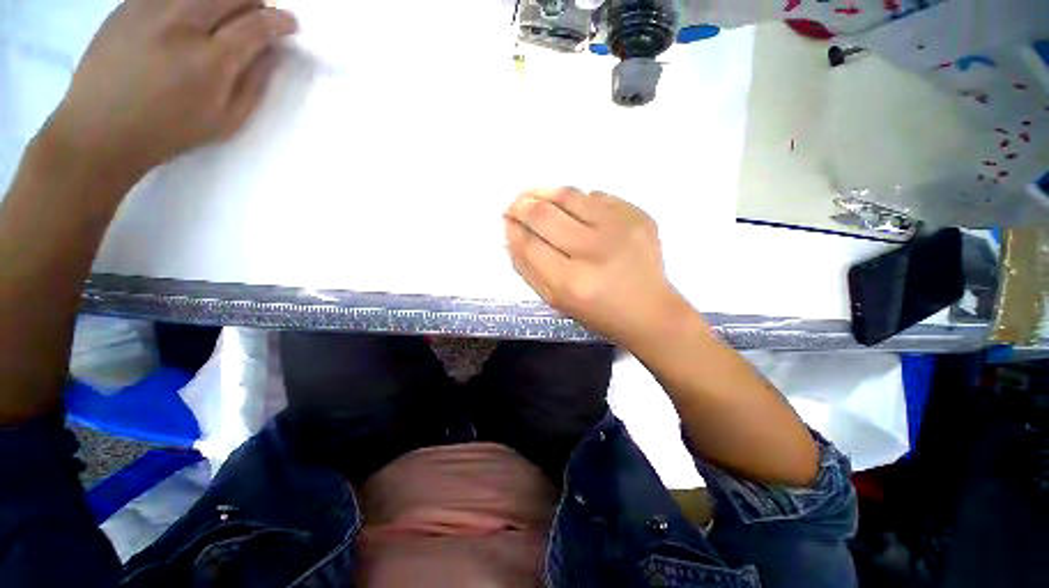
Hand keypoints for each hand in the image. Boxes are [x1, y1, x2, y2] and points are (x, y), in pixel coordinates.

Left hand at [40, 0, 297, 184]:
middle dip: (256, 2)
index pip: (257, 25)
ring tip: (227, 14)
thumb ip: (254, 83)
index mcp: (210, 61)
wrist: (99, 128)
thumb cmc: (170, 131)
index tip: (290, 24)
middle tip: (260, 16)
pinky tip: (191, 16)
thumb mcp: (227, 120)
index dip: (281, 21)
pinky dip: (191, 0)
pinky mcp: (129, 4)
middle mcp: (182, 25)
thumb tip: (272, 52)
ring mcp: (151, 9)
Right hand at [505, 187, 685, 345]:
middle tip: (516, 205)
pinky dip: (579, 201)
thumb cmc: (599, 314)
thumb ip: (529, 269)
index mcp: (572, 282)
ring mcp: (620, 228)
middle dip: (522, 205)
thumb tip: (512, 234)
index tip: (507, 220)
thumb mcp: (557, 301)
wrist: (651, 311)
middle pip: (545, 214)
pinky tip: (576, 211)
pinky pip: (597, 196)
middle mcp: (595, 250)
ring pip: (569, 195)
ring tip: (538, 198)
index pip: (530, 243)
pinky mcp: (638, 216)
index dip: (513, 228)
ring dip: (546, 194)